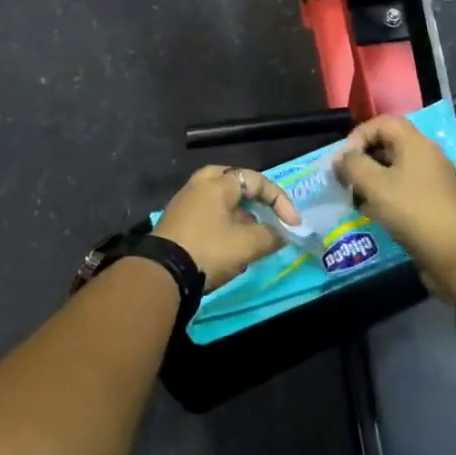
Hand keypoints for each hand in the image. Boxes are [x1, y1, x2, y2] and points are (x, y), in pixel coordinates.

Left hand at [153, 166, 301, 292]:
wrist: (163, 273)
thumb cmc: (209, 250)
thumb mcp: (247, 245)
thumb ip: (270, 236)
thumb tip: (280, 234)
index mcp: (218, 183)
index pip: (256, 180)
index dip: (280, 201)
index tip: (292, 225)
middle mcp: (199, 185)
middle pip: (232, 181)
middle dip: (253, 198)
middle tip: (265, 213)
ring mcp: (184, 202)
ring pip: (218, 199)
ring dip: (239, 214)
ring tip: (251, 235)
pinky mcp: (175, 222)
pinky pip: (206, 213)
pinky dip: (223, 223)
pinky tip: (229, 244)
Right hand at [335, 115, 455, 299]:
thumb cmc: (412, 211)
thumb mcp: (374, 185)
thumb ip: (352, 166)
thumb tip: (340, 158)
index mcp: (415, 142)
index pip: (382, 122)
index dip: (358, 135)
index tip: (343, 160)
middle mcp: (427, 154)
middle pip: (389, 144)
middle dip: (363, 159)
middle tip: (345, 179)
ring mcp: (434, 179)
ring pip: (396, 168)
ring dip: (373, 179)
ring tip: (356, 198)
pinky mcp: (436, 201)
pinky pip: (406, 188)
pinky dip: (387, 194)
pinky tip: (375, 213)